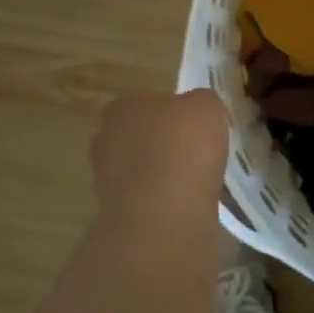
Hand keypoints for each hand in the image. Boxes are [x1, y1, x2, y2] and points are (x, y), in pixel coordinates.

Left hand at [90, 90, 228, 213]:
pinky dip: (160, 198)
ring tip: (191, 181)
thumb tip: (197, 110)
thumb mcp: (207, 106)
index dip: (174, 113)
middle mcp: (106, 136)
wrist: (165, 211)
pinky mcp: (114, 210)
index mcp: (123, 105)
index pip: (149, 102)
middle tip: (193, 152)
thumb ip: (200, 102)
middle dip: (163, 142)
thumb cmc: (184, 146)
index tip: (195, 126)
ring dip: (160, 172)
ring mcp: (105, 176)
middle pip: (141, 134)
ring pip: (140, 167)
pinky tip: (181, 202)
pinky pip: (144, 196)